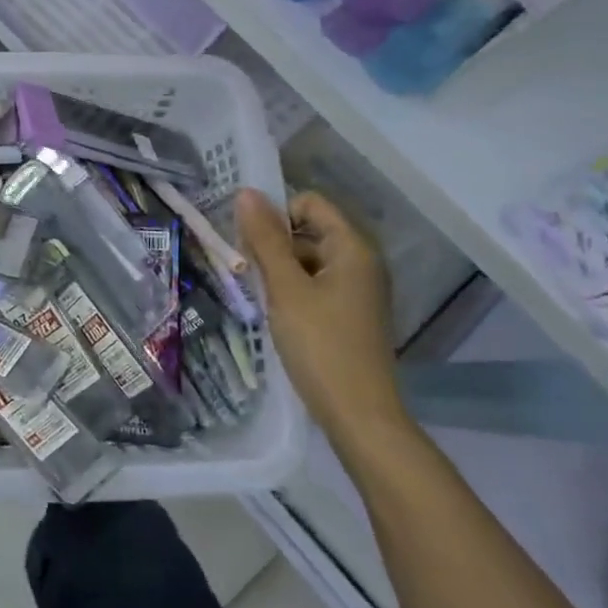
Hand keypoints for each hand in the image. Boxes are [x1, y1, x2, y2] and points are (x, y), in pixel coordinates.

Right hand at [236, 189, 405, 437]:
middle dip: (274, 243)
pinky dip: (294, 290)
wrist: (359, 415)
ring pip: (310, 259)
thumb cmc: (321, 345)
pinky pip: (317, 284)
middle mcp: (362, 262)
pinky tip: (278, 313)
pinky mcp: (351, 313)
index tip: (250, 245)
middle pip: (309, 230)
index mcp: (353, 248)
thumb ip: (266, 239)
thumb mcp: (286, 289)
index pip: (310, 203)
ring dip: (281, 269)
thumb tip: (246, 192)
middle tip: (249, 271)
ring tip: (261, 295)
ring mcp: (358, 289)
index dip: (276, 215)